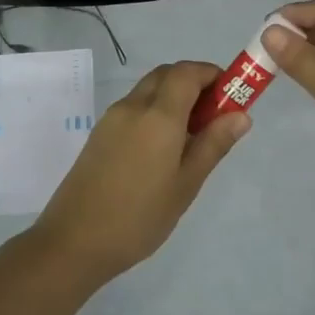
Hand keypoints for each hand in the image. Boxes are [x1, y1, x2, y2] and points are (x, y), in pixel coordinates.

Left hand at [28, 61, 249, 281]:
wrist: (74, 242)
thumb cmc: (139, 217)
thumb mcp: (186, 185)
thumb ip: (213, 145)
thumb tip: (241, 115)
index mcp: (158, 116)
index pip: (187, 72)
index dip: (213, 74)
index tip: (232, 95)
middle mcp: (133, 107)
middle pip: (166, 75)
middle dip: (194, 83)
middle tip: (214, 116)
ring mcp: (111, 119)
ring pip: (148, 91)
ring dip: (174, 97)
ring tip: (192, 137)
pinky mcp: (99, 135)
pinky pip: (133, 109)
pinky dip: (155, 112)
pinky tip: (163, 149)